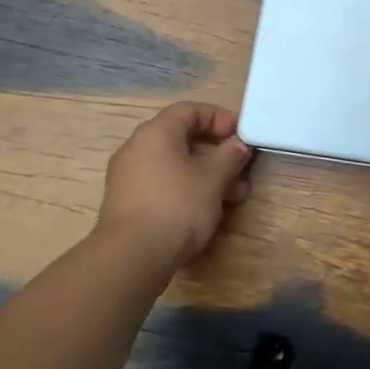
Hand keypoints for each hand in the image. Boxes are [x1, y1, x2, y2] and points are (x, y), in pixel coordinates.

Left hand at [96, 103, 254, 267]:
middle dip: (218, 154)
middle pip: (183, 139)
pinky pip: (163, 184)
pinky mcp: (127, 202)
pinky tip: (207, 211)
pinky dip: (187, 189)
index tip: (241, 136)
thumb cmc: (177, 206)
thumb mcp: (214, 178)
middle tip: (242, 172)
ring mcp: (128, 176)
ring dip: (207, 175)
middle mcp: (137, 147)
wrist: (131, 258)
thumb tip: (238, 145)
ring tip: (233, 198)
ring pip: (176, 165)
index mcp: (156, 132)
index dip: (220, 118)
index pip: (190, 110)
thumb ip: (230, 155)